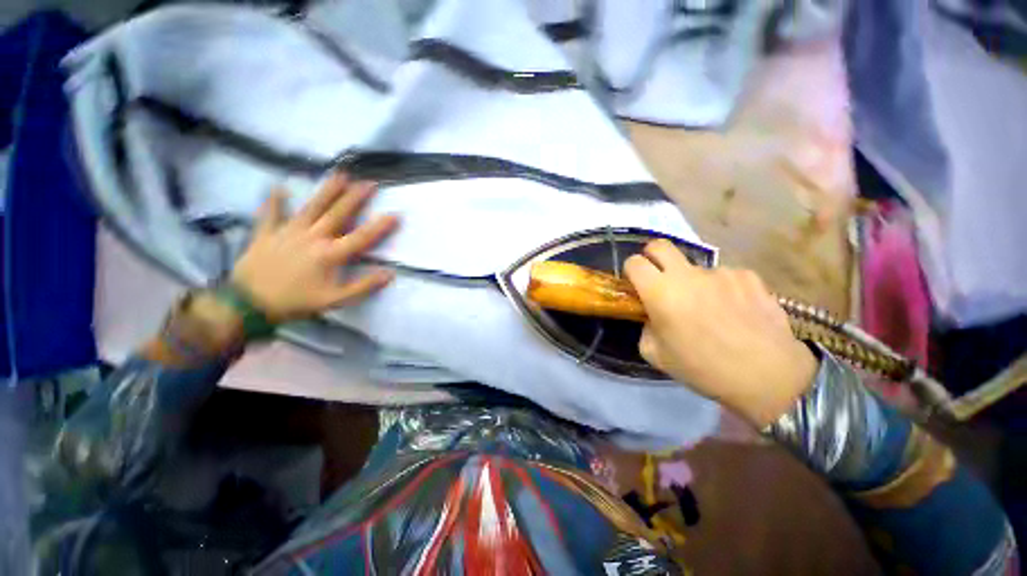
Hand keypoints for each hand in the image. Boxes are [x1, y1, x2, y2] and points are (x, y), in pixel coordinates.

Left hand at [230, 173, 397, 322]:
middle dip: (356, 197)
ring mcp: (288, 232)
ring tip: (340, 175)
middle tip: (369, 183)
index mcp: (330, 254)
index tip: (395, 214)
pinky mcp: (267, 233)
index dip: (380, 226)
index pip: (361, 237)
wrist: (249, 304)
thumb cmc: (296, 302)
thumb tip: (389, 274)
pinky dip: (274, 200)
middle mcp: (312, 237)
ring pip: (311, 207)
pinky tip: (279, 187)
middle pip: (338, 213)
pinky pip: (271, 213)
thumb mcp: (334, 300)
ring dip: (327, 191)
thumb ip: (363, 287)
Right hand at [624, 240, 817, 426]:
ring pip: (695, 268)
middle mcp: (688, 275)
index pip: (634, 263)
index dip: (631, 271)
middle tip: (658, 277)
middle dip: (652, 256)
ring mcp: (721, 272)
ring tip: (709, 310)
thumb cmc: (703, 368)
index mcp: (660, 292)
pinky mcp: (748, 276)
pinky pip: (724, 277)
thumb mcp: (656, 355)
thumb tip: (651, 316)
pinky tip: (734, 311)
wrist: (767, 375)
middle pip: (660, 246)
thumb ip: (645, 328)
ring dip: (693, 283)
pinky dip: (721, 289)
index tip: (635, 284)